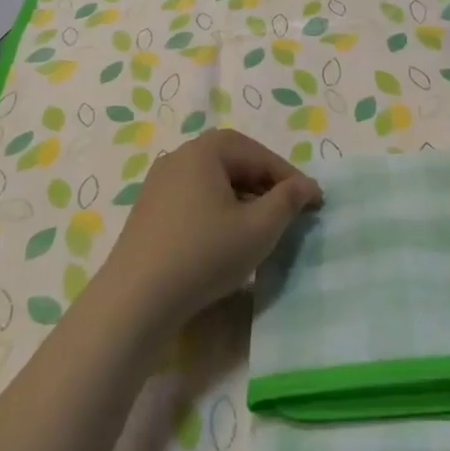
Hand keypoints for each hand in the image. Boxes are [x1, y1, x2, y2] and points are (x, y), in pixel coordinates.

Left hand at [99, 129, 322, 326]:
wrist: (136, 299)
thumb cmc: (204, 254)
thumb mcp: (259, 228)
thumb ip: (287, 201)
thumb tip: (305, 186)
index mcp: (204, 151)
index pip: (258, 154)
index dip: (290, 177)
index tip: (314, 201)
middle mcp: (179, 157)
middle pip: (233, 161)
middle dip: (266, 183)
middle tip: (290, 209)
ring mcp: (159, 183)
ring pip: (214, 181)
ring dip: (243, 197)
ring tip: (264, 225)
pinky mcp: (149, 210)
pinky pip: (194, 198)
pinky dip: (219, 209)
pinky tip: (228, 237)